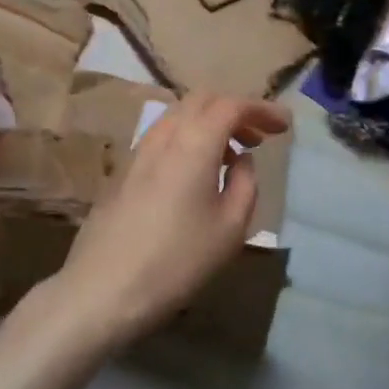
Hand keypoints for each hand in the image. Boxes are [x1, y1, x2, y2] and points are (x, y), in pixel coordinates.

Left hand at [49, 91, 290, 348]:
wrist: (103, 288)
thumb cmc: (177, 260)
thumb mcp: (230, 228)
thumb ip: (245, 183)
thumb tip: (241, 159)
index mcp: (194, 141)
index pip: (232, 105)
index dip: (261, 109)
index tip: (285, 124)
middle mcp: (165, 134)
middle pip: (203, 100)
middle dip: (236, 110)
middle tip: (260, 136)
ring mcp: (139, 149)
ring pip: (180, 115)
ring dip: (210, 122)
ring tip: (233, 154)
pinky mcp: (125, 169)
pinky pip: (164, 135)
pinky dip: (189, 137)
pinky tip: (198, 171)